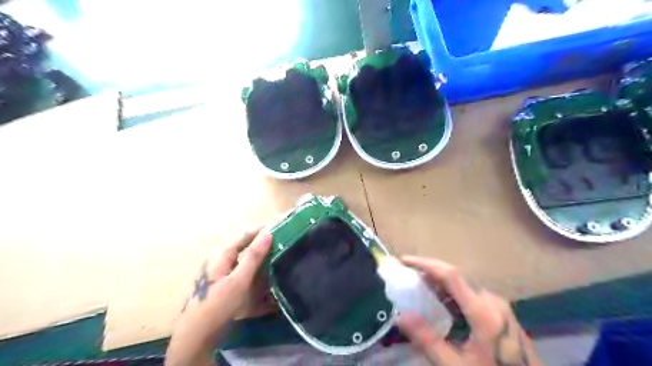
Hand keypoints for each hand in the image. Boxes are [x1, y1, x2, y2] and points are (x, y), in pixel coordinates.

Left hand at [168, 228, 272, 365]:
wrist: (195, 336)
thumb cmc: (217, 305)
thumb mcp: (239, 280)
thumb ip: (253, 256)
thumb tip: (267, 233)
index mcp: (221, 255)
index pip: (243, 235)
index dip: (260, 231)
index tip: (278, 228)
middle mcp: (218, 260)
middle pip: (242, 246)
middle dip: (259, 243)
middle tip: (278, 244)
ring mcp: (218, 273)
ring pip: (240, 259)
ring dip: (256, 257)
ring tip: (273, 258)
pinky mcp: (220, 286)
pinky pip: (238, 271)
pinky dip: (250, 270)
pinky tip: (259, 277)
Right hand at [397, 255, 545, 365]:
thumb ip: (427, 340)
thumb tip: (400, 316)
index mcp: (483, 312)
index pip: (451, 275)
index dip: (425, 264)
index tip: (404, 261)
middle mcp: (492, 301)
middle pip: (456, 275)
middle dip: (429, 269)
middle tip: (406, 272)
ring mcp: (498, 305)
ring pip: (463, 282)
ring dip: (439, 280)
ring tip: (418, 284)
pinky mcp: (500, 311)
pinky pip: (470, 292)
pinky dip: (450, 291)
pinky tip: (440, 302)